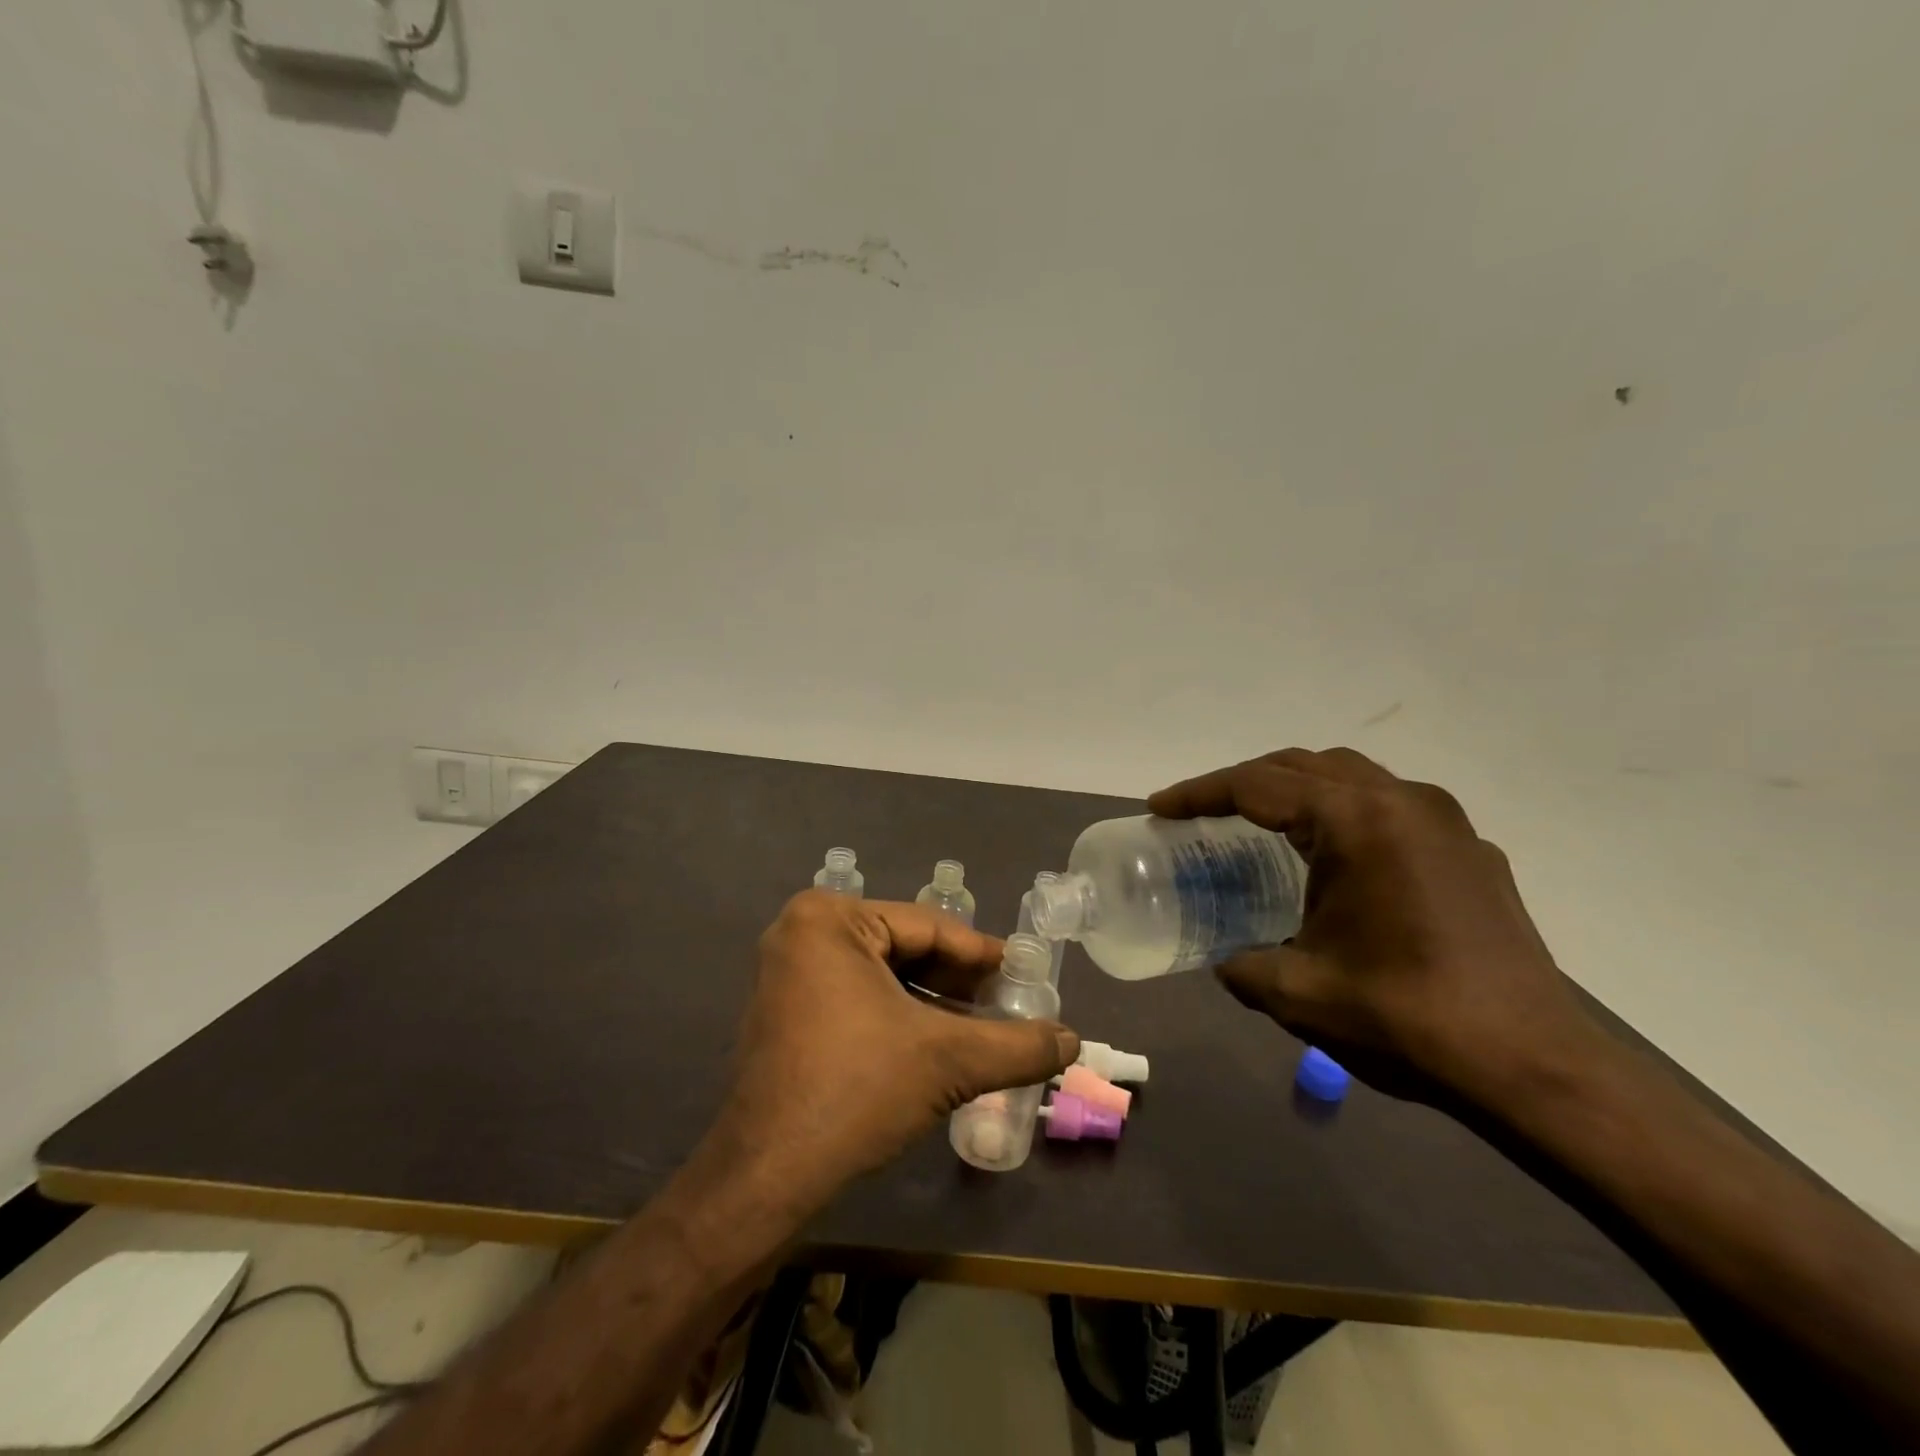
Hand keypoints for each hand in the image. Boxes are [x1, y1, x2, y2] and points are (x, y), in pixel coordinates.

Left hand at [714, 891, 1077, 1204]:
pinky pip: (855, 995)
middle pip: (904, 947)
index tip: (1023, 974)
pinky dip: (897, 1015)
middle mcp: (801, 931)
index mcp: (830, 917)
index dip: (982, 955)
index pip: (928, 927)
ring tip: (979, 1028)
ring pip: (882, 974)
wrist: (766, 1176)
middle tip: (1006, 1005)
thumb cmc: (856, 1092)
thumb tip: (1074, 1041)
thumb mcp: (948, 1061)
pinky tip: (933, 1043)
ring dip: (931, 1001)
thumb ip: (1017, 1046)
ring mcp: (786, 971)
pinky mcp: (782, 1009)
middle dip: (956, 981)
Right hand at [1149, 747, 1595, 1107]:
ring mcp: (1444, 821)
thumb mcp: (1299, 993)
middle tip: (1201, 813)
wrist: (1536, 1067)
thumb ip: (1242, 965)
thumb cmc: (1408, 1018)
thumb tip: (1223, 959)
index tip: (1160, 806)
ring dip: (1295, 790)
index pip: (1258, 785)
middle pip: (1302, 766)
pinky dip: (1341, 812)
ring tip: (1257, 823)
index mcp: (1357, 821)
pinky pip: (1388, 805)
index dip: (1200, 793)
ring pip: (1348, 776)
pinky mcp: (1469, 850)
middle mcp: (1402, 801)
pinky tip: (1332, 858)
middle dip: (1243, 782)